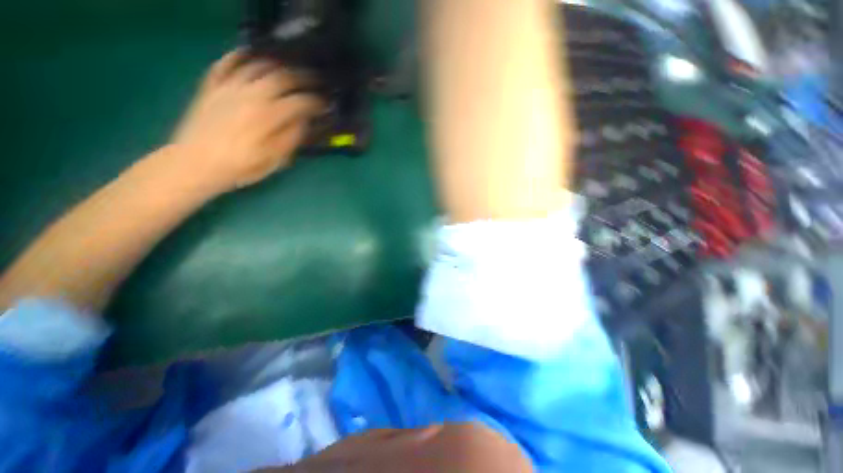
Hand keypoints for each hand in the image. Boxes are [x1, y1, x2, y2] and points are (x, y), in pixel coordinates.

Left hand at [170, 49, 321, 193]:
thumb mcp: (273, 160)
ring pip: (257, 65)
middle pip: (282, 77)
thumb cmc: (238, 167)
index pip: (300, 102)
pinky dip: (238, 56)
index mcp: (268, 117)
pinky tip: (248, 55)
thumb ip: (291, 138)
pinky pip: (225, 63)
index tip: (325, 105)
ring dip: (277, 65)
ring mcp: (228, 87)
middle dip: (303, 78)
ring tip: (287, 70)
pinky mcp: (211, 86)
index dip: (316, 102)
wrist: (194, 164)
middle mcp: (250, 95)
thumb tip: (304, 121)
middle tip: (313, 81)